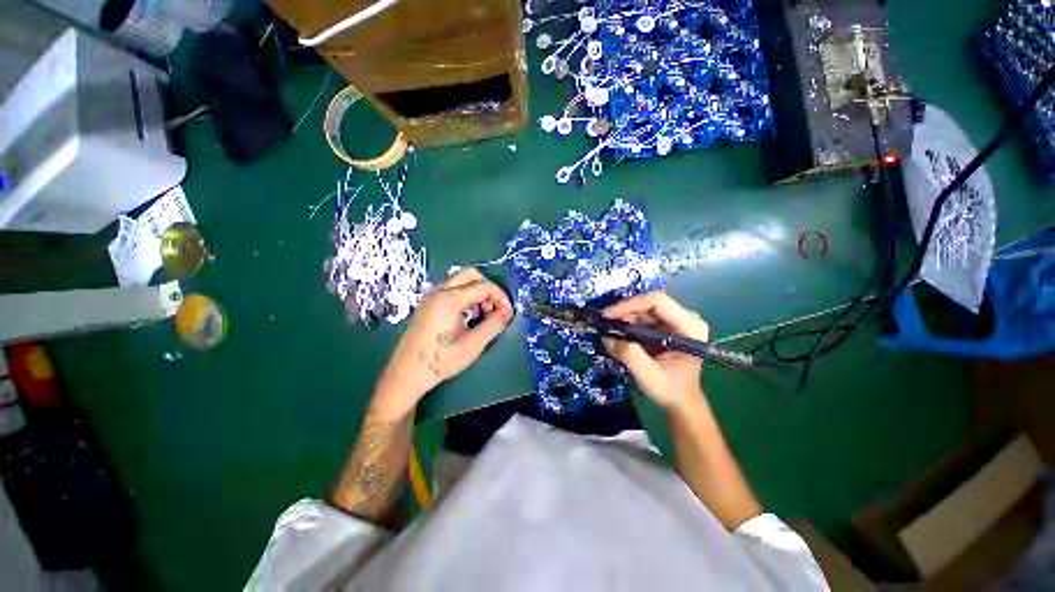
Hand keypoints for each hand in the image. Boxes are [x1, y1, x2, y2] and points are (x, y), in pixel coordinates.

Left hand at [374, 268, 513, 416]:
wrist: (407, 374)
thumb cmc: (441, 360)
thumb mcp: (473, 345)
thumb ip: (494, 325)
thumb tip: (507, 312)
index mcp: (449, 299)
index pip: (483, 286)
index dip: (500, 297)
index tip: (508, 313)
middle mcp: (439, 291)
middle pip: (471, 274)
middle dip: (488, 289)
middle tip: (494, 309)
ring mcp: (431, 296)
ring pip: (461, 281)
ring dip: (477, 292)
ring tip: (482, 315)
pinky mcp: (429, 304)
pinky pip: (452, 290)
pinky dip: (466, 297)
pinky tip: (468, 317)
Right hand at [602, 291, 709, 410]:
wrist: (680, 401)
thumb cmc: (670, 389)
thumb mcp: (648, 376)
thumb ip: (629, 355)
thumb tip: (608, 337)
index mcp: (690, 327)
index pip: (657, 302)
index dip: (630, 305)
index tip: (607, 315)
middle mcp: (685, 318)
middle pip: (649, 303)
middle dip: (624, 311)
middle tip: (603, 322)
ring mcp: (676, 320)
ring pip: (644, 308)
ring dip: (624, 316)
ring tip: (607, 327)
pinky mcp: (666, 325)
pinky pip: (643, 316)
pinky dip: (627, 322)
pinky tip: (616, 331)